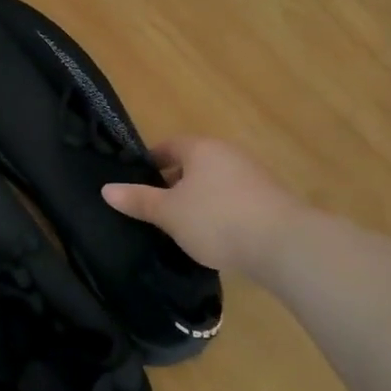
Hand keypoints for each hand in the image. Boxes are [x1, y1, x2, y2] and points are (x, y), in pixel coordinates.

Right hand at [102, 136, 296, 273]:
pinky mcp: (270, 201)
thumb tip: (106, 189)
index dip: (151, 161)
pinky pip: (234, 200)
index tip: (137, 181)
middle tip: (156, 207)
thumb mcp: (169, 213)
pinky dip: (220, 212)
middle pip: (194, 163)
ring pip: (215, 182)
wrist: (284, 244)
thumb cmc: (216, 219)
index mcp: (201, 148)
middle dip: (174, 182)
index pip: (169, 145)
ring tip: (183, 226)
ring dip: (198, 199)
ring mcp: (253, 176)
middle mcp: (228, 154)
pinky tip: (215, 236)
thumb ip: (139, 200)